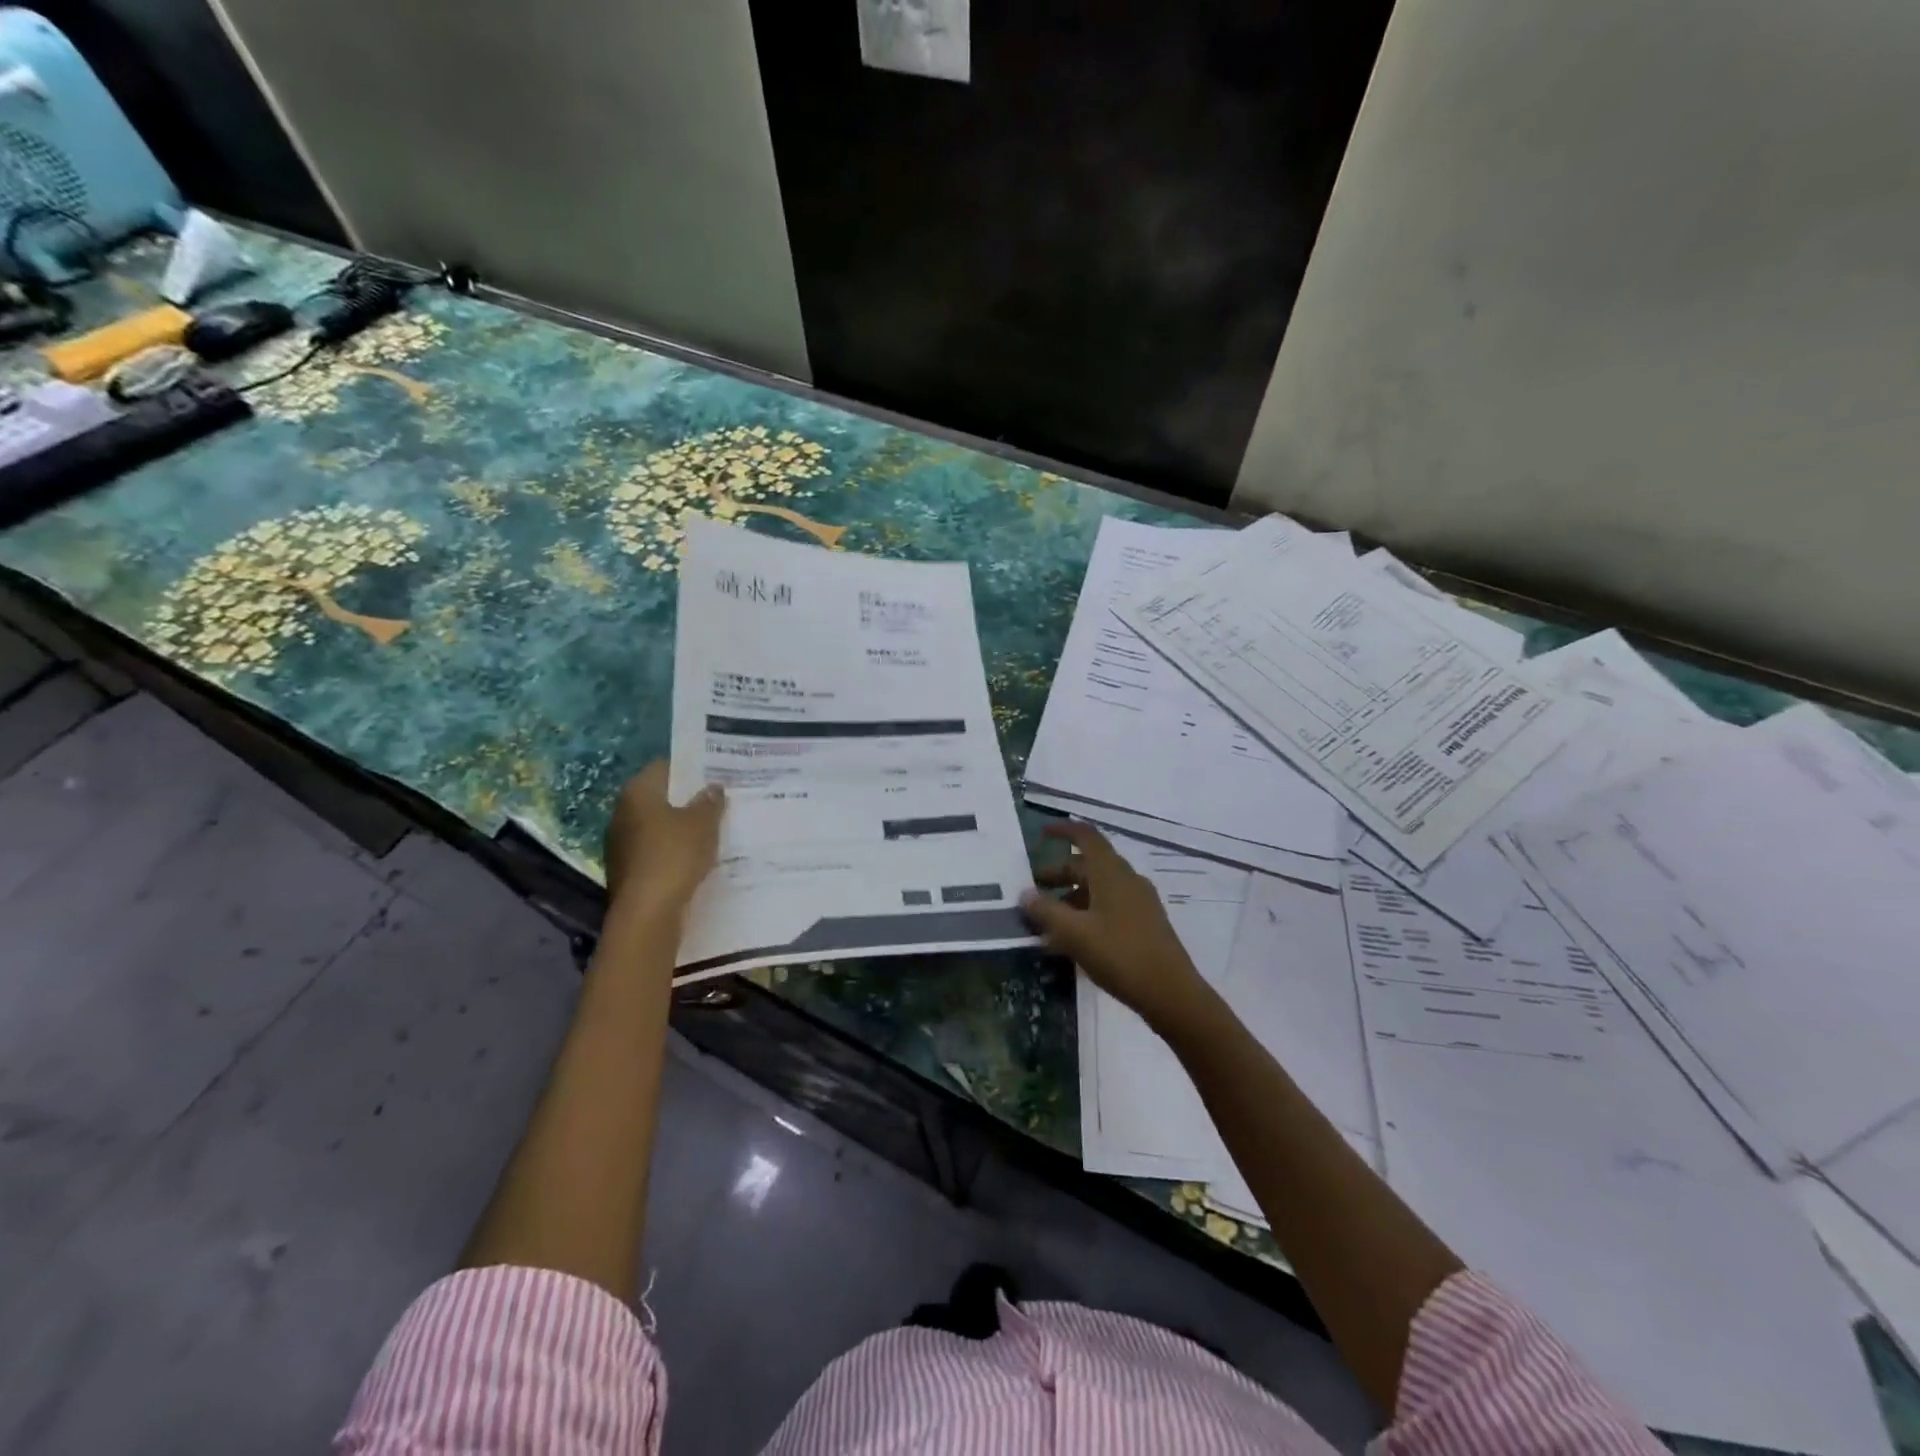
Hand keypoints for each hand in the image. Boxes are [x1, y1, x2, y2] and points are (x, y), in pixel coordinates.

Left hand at [604, 761, 724, 922]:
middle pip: (659, 797)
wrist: (647, 912)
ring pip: (656, 825)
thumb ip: (710, 801)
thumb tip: (713, 787)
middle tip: (718, 801)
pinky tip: (695, 857)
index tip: (714, 774)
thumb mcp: (703, 823)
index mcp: (637, 792)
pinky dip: (672, 850)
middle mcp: (622, 812)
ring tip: (711, 830)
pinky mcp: (626, 869)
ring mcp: (620, 843)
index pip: (664, 767)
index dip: (690, 768)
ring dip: (680, 827)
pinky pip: (654, 850)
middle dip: (686, 799)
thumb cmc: (674, 855)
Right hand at [1020, 822, 1209, 1028]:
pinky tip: (1071, 941)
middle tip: (1032, 891)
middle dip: (1059, 874)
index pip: (1086, 836)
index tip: (1041, 833)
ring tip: (1046, 923)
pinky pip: (1109, 908)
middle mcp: (1127, 880)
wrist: (1172, 993)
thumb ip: (1046, 912)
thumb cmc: (1120, 954)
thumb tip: (1025, 895)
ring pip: (1098, 889)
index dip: (1063, 830)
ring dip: (1070, 899)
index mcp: (1111, 873)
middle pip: (1088, 865)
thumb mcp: (1075, 934)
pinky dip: (1086, 914)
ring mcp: (1139, 902)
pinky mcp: (1144, 924)